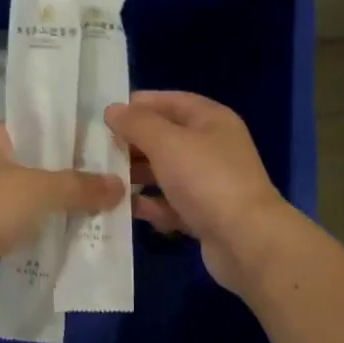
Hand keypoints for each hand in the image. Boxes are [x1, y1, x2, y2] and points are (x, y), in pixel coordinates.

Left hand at [0, 124, 124, 297]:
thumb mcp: (42, 189)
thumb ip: (81, 186)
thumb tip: (119, 185)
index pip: (32, 129)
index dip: (64, 137)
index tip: (96, 148)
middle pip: (30, 165)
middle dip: (63, 176)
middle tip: (102, 181)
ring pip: (23, 197)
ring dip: (51, 206)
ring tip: (92, 208)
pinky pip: (16, 225)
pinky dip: (36, 229)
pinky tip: (66, 235)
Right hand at [104, 92, 294, 295]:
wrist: (246, 241)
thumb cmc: (206, 180)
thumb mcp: (167, 143)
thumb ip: (137, 124)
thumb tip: (113, 110)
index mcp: (211, 120)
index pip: (171, 101)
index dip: (139, 104)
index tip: (106, 114)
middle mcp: (212, 147)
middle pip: (166, 137)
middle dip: (133, 143)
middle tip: (97, 150)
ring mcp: (210, 183)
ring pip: (166, 172)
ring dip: (137, 175)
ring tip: (105, 180)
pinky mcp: (204, 214)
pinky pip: (170, 203)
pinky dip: (151, 205)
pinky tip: (125, 209)